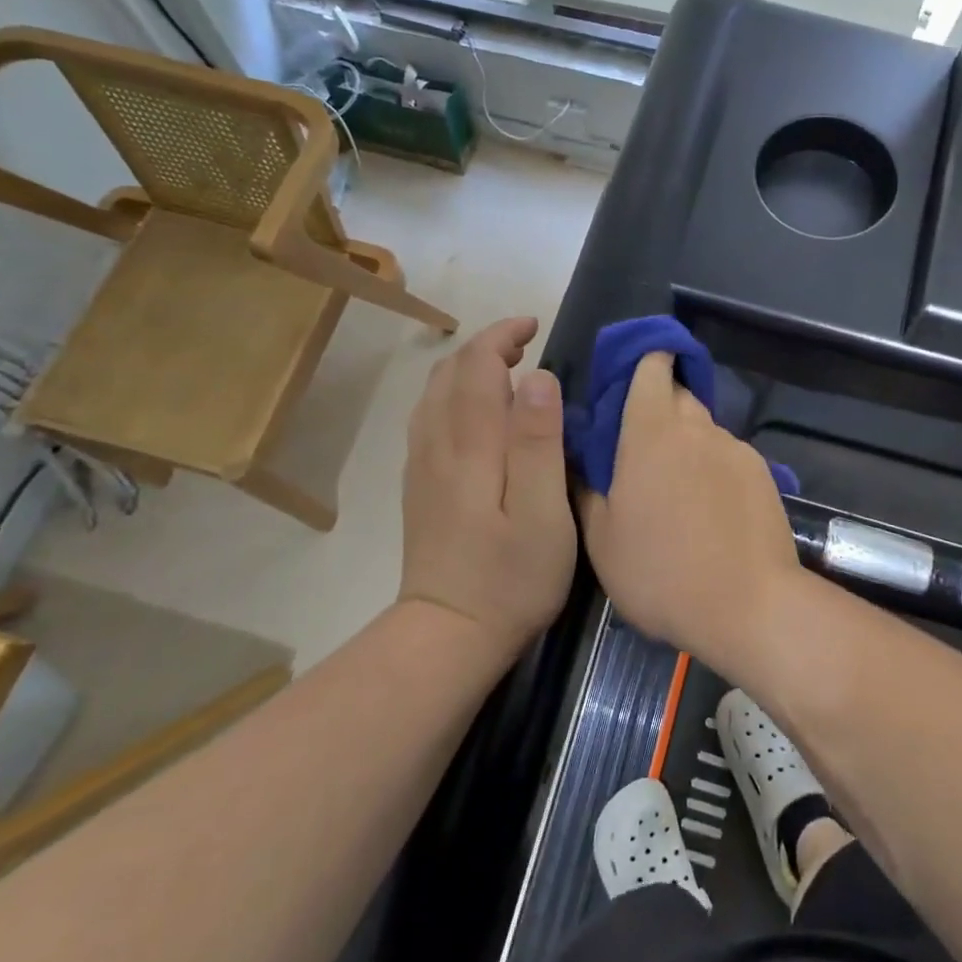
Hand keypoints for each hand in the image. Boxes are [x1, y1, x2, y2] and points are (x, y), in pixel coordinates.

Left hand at [400, 317, 575, 655]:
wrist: (448, 635)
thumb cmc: (510, 577)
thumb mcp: (542, 514)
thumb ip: (539, 442)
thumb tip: (537, 377)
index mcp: (469, 445)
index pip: (476, 366)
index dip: (502, 335)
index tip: (535, 326)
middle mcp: (436, 444)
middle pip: (449, 373)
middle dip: (485, 346)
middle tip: (526, 344)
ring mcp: (421, 466)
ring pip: (434, 394)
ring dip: (467, 368)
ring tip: (505, 370)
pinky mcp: (419, 487)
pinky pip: (429, 418)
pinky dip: (454, 395)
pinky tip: (476, 414)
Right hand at [579, 353, 800, 662]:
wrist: (749, 607)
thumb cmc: (660, 573)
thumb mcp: (602, 540)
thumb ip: (587, 489)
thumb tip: (579, 460)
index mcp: (651, 433)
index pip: (653, 367)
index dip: (644, 360)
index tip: (629, 376)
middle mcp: (697, 428)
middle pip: (680, 396)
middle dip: (661, 408)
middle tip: (642, 449)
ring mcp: (735, 450)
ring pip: (705, 430)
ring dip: (688, 445)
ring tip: (678, 493)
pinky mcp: (765, 474)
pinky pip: (730, 458)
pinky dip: (715, 470)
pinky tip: (712, 512)